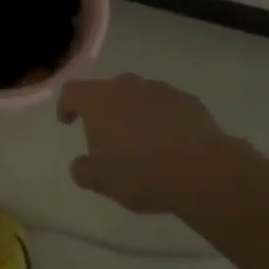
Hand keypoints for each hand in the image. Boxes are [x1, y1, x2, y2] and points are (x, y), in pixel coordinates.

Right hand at [56, 75, 257, 213]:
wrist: (202, 171)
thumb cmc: (141, 173)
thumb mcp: (102, 181)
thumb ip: (83, 170)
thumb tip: (80, 165)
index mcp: (97, 101)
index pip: (72, 92)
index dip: (66, 106)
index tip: (68, 122)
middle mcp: (126, 86)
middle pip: (107, 90)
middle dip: (104, 108)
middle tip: (108, 134)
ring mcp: (159, 90)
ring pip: (139, 95)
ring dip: (135, 111)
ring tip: (142, 139)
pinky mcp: (188, 100)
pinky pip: (167, 105)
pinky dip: (163, 118)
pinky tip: (171, 142)